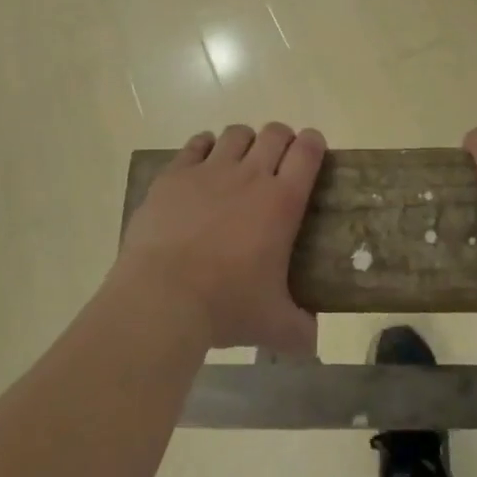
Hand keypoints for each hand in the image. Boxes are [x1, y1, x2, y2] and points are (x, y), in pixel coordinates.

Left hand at [113, 122, 324, 353]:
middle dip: (282, 139)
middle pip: (274, 134)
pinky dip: (204, 147)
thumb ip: (299, 330)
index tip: (313, 149)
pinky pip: (196, 144)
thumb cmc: (225, 306)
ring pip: (236, 134)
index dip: (314, 144)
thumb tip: (312, 342)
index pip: (308, 152)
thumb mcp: (272, 325)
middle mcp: (250, 175)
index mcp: (282, 202)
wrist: (162, 298)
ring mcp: (210, 171)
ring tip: (239, 161)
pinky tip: (202, 161)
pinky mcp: (175, 175)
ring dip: (244, 141)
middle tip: (277, 161)